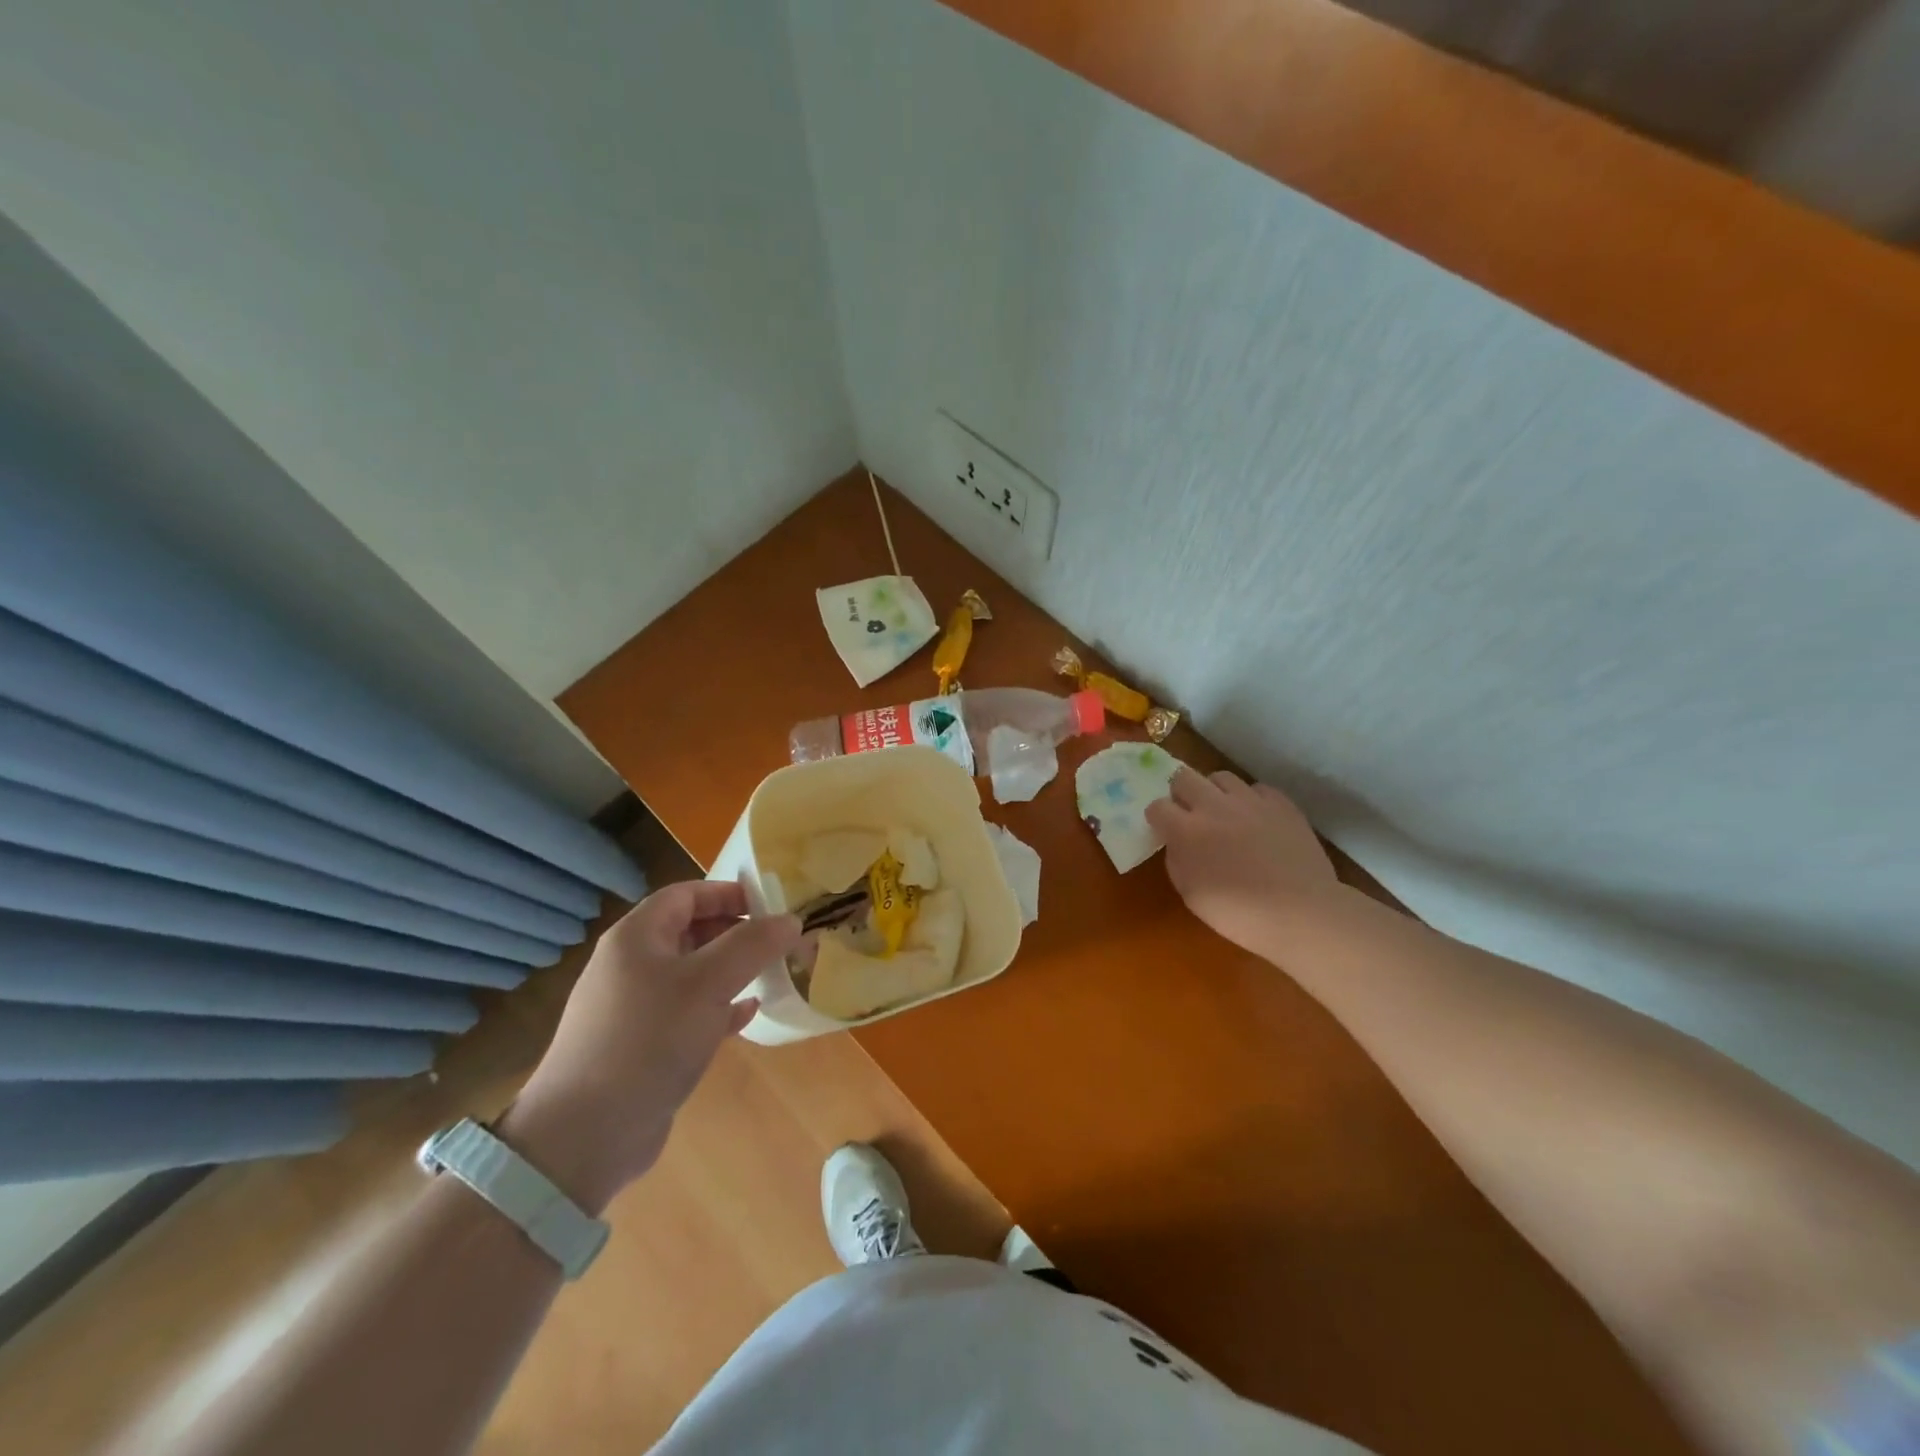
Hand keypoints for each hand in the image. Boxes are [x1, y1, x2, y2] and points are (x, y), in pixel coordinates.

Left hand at [498, 882, 800, 1213]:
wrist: (586, 1134)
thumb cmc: (649, 1039)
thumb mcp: (709, 983)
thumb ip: (752, 945)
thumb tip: (790, 920)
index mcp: (636, 937)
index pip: (686, 894)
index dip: (728, 893)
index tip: (770, 904)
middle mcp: (631, 965)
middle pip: (690, 931)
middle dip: (736, 932)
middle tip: (778, 941)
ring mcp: (634, 1007)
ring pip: (692, 973)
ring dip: (732, 970)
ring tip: (771, 973)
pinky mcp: (643, 1045)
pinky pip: (688, 1011)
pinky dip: (719, 1007)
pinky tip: (748, 1014)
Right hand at [1145, 769, 1338, 955]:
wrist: (1301, 913)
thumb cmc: (1239, 914)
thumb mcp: (1191, 894)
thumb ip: (1177, 860)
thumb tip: (1178, 843)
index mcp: (1186, 831)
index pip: (1157, 807)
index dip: (1158, 818)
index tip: (1164, 831)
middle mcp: (1214, 806)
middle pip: (1184, 777)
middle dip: (1181, 793)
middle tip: (1190, 814)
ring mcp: (1250, 801)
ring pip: (1221, 777)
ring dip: (1215, 792)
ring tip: (1223, 812)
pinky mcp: (1281, 803)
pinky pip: (1257, 789)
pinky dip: (1251, 800)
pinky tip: (1256, 819)